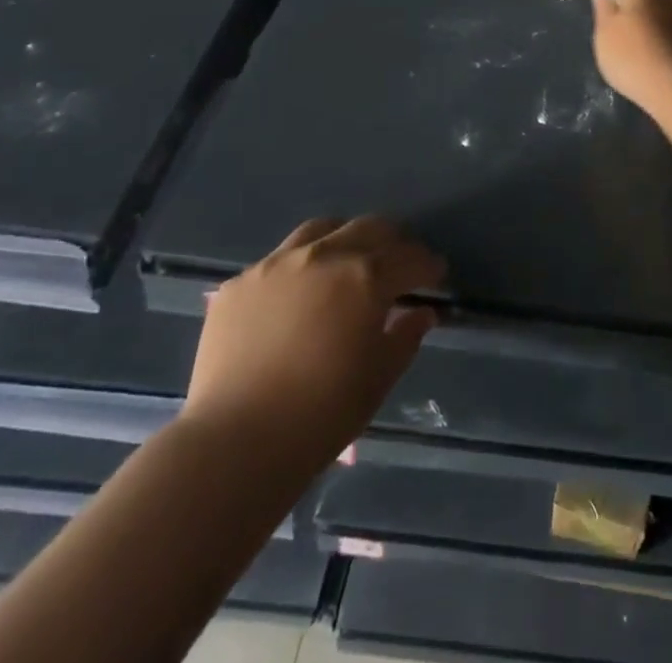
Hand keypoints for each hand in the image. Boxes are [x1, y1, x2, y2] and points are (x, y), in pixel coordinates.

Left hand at [182, 217, 445, 468]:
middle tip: (398, 265)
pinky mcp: (240, 283)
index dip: (429, 265)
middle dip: (392, 243)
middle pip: (370, 228)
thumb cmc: (322, 414)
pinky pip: (277, 261)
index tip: (436, 275)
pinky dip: (298, 269)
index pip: (411, 258)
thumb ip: (405, 337)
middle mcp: (325, 255)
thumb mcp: (379, 378)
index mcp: (367, 276)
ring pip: (322, 230)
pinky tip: (295, 297)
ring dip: (344, 240)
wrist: (235, 443)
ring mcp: (277, 264)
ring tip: (346, 263)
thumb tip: (422, 314)